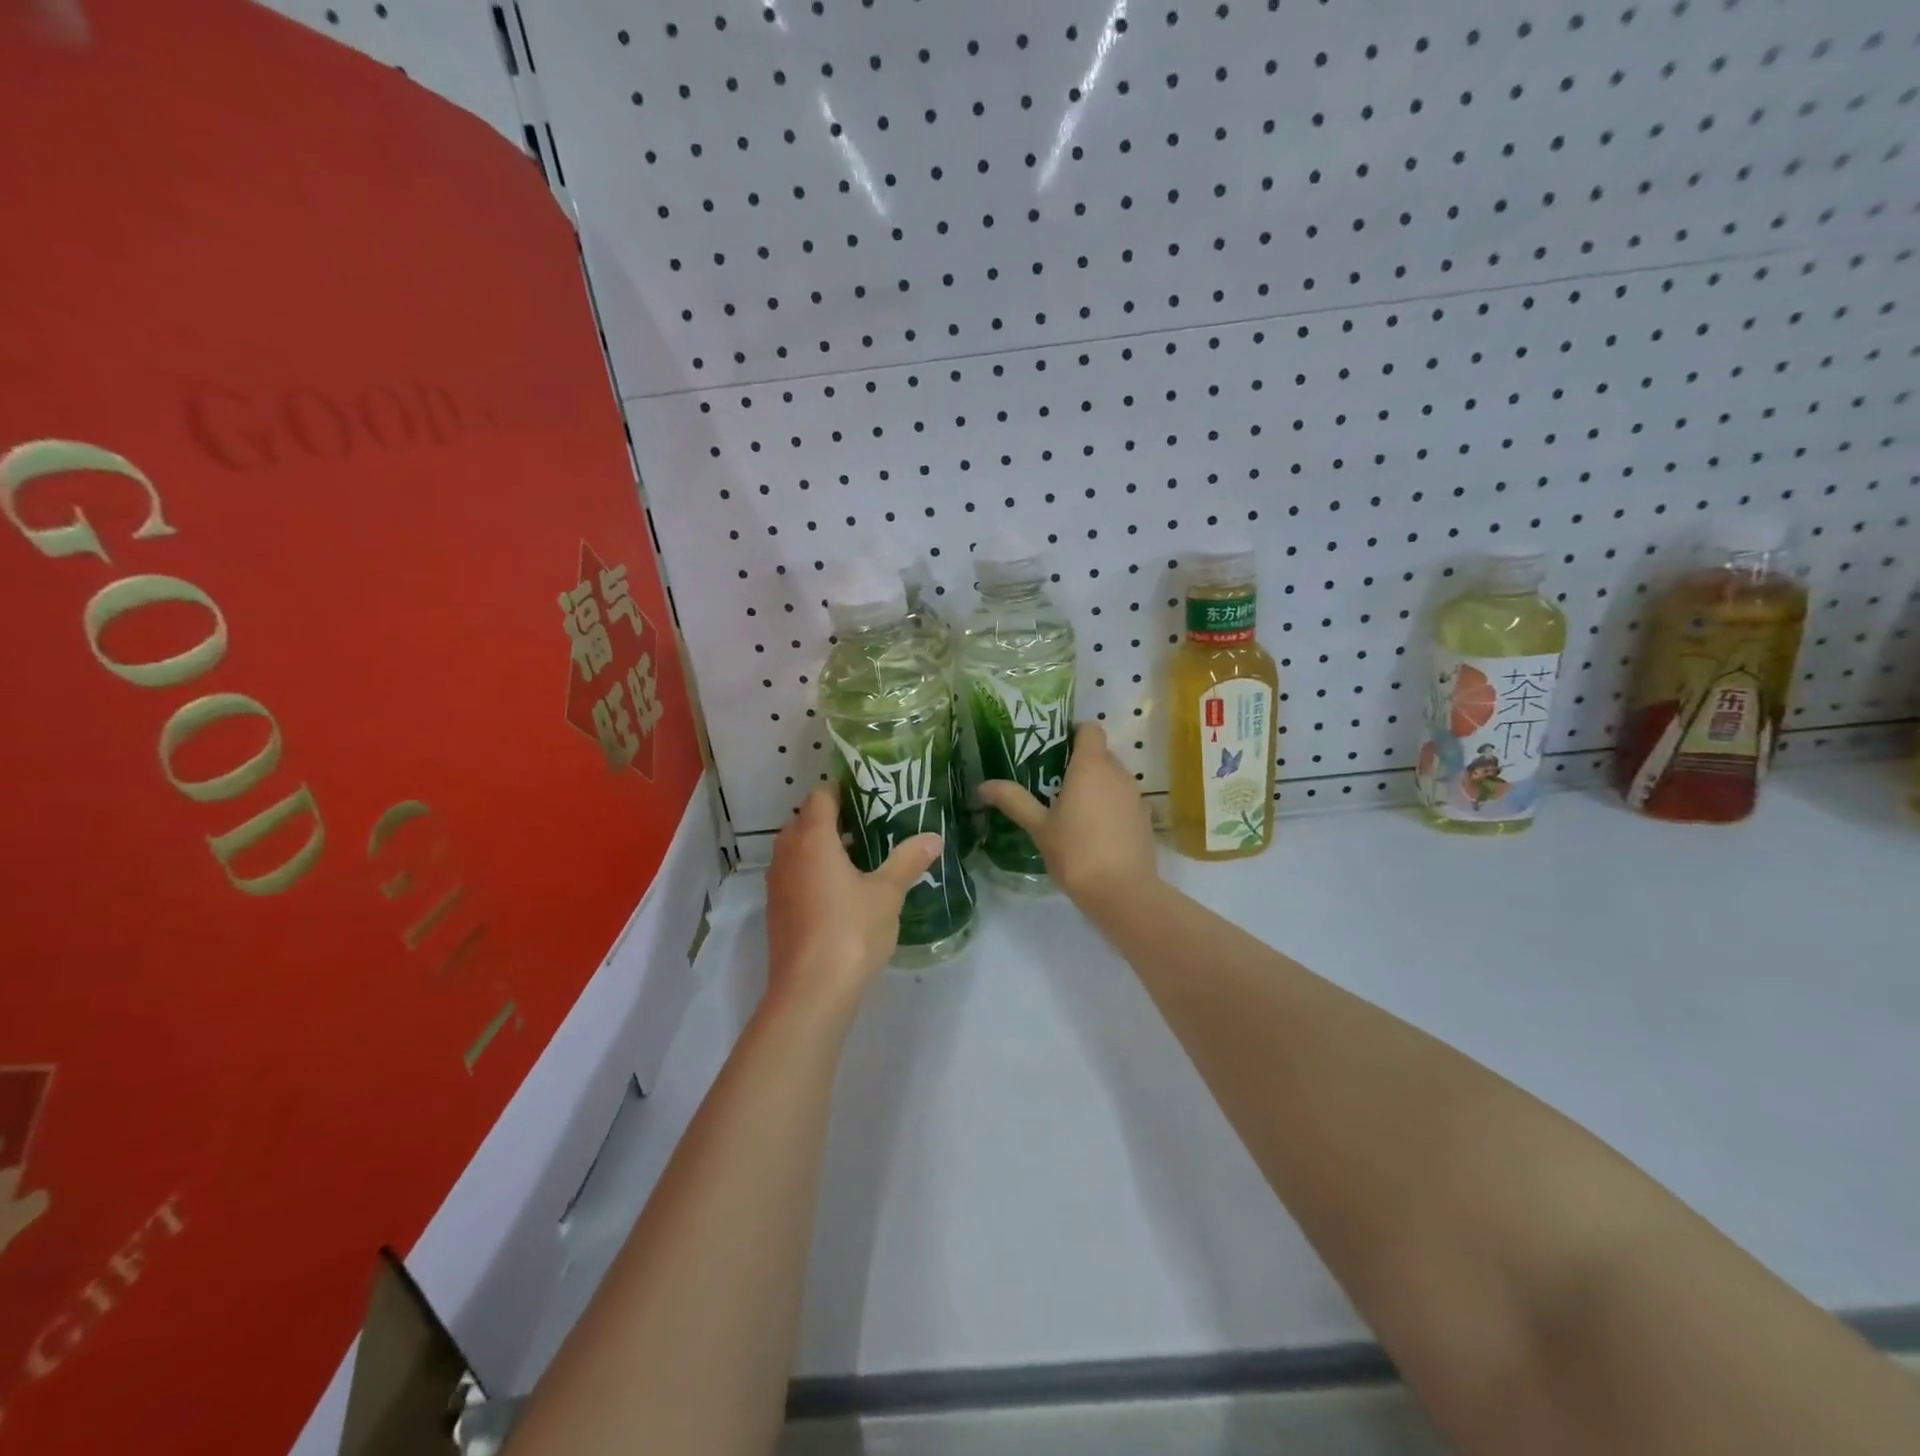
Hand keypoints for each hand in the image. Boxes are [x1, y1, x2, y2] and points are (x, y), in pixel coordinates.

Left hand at [765, 789, 943, 1014]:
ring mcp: (777, 882)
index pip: (822, 796)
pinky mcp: (777, 908)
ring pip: (799, 849)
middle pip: (807, 819)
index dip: (845, 791)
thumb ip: (908, 861)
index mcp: (812, 837)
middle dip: (837, 819)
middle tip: (874, 825)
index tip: (873, 797)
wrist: (811, 991)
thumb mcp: (887, 893)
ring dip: (825, 847)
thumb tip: (933, 838)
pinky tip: (844, 890)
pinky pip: (795, 874)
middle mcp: (787, 852)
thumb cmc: (851, 930)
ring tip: (863, 856)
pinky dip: (815, 871)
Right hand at [978, 723, 1158, 907]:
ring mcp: (1135, 795)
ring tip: (1071, 809)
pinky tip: (1093, 831)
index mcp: (1091, 766)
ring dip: (1095, 786)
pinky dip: (1110, 806)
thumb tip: (983, 786)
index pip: (1089, 729)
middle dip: (1079, 763)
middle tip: (1052, 783)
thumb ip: (1014, 801)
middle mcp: (1118, 772)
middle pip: (1100, 753)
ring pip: (1113, 777)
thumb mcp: (1039, 827)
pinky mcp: (1145, 818)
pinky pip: (1123, 799)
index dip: (1072, 734)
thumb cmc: (1076, 852)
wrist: (1123, 892)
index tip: (1053, 751)